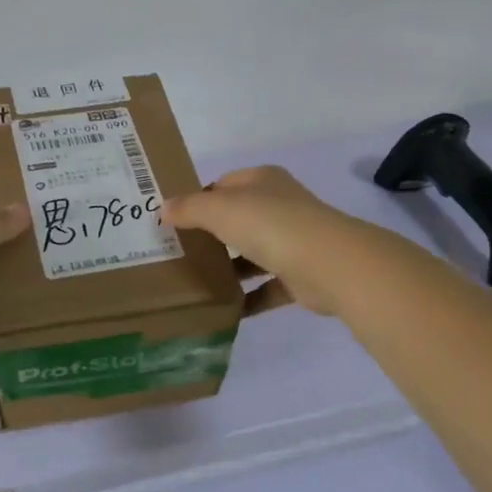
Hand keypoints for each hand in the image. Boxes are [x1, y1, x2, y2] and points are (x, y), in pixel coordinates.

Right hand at [162, 165, 386, 317]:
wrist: (328, 264)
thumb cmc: (270, 225)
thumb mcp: (220, 210)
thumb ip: (189, 208)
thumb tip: (163, 208)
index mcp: (262, 181)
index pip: (223, 184)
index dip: (198, 199)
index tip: (172, 222)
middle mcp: (280, 206)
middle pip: (238, 218)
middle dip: (211, 235)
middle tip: (178, 253)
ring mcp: (293, 241)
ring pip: (253, 253)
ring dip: (229, 267)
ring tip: (194, 282)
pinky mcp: (300, 275)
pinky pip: (267, 287)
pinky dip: (248, 298)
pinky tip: (223, 310)